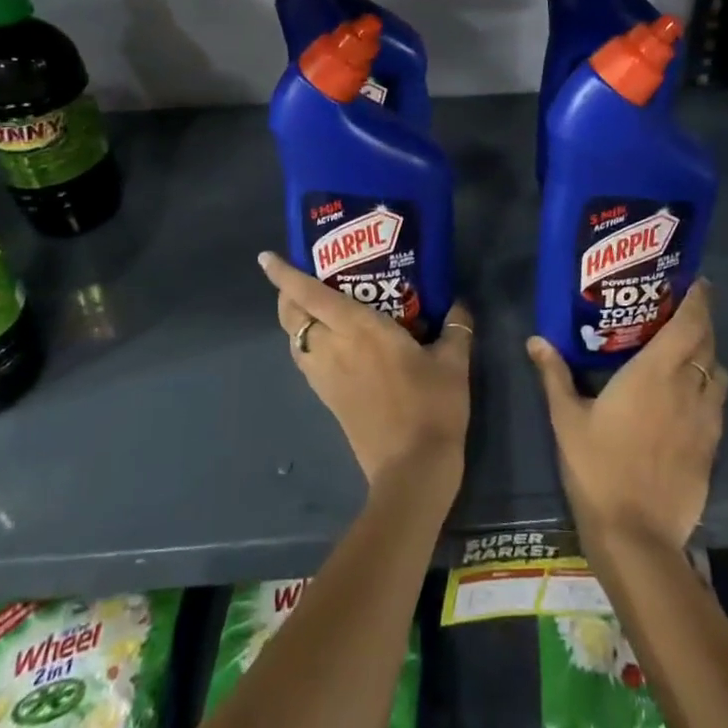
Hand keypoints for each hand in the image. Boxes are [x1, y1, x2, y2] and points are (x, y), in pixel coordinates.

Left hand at [259, 252, 472, 500]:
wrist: (412, 469)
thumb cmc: (431, 407)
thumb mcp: (453, 363)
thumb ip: (456, 328)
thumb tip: (460, 304)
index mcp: (358, 328)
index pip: (310, 293)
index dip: (284, 274)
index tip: (267, 258)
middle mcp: (333, 347)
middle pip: (292, 315)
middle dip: (286, 293)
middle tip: (302, 277)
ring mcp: (326, 377)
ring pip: (294, 340)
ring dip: (295, 320)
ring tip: (314, 306)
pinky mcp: (328, 400)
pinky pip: (306, 361)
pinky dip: (306, 344)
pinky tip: (329, 344)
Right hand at [527, 281, 727, 553]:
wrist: (636, 535)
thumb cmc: (597, 467)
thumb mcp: (566, 418)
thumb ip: (554, 375)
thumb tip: (536, 340)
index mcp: (655, 373)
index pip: (689, 324)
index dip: (698, 300)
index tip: (696, 282)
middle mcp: (688, 388)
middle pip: (708, 344)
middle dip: (702, 321)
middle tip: (683, 309)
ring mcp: (705, 420)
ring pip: (718, 373)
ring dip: (708, 355)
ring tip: (688, 351)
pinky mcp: (712, 447)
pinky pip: (718, 403)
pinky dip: (709, 388)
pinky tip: (689, 396)